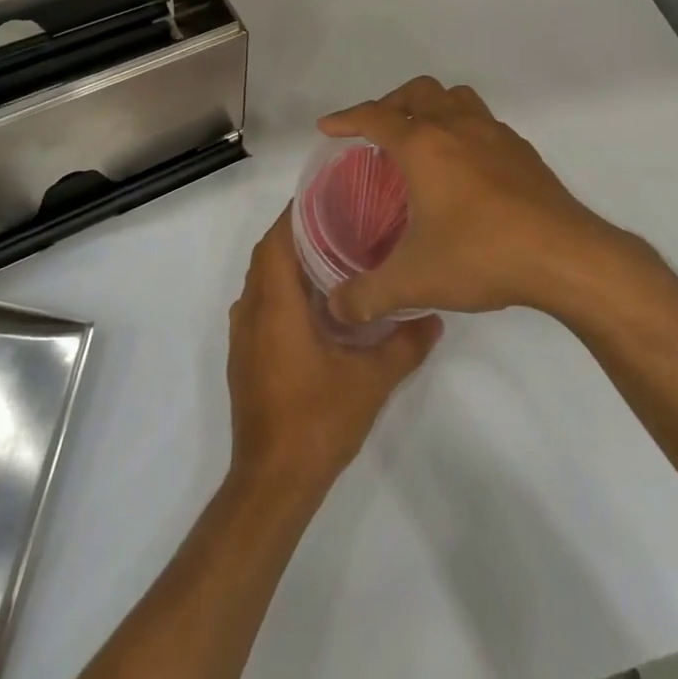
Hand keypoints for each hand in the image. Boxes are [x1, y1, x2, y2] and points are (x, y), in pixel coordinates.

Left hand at [227, 211, 441, 497]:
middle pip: (268, 254)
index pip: (278, 239)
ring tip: (334, 253)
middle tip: (341, 220)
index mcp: (275, 304)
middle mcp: (251, 311)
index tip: (330, 195)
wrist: (272, 483)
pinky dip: (282, 289)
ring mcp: (244, 336)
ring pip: (261, 280)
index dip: (298, 212)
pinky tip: (317, 304)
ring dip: (289, 261)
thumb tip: (434, 316)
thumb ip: (404, 344)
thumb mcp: (371, 381)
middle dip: (298, 232)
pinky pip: (260, 304)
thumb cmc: (317, 421)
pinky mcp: (245, 357)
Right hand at [320, 76, 617, 323]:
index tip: (328, 127)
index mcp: (423, 145)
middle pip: (416, 92)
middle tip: (376, 131)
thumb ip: (368, 294)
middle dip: (390, 104)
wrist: (565, 255)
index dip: (346, 118)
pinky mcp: (521, 150)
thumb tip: (336, 308)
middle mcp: (456, 127)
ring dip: (431, 106)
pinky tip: (466, 165)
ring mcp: (494, 134)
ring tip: (421, 135)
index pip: (374, 117)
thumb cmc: (481, 255)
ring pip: (455, 97)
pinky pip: (483, 121)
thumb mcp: (414, 281)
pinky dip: (464, 128)